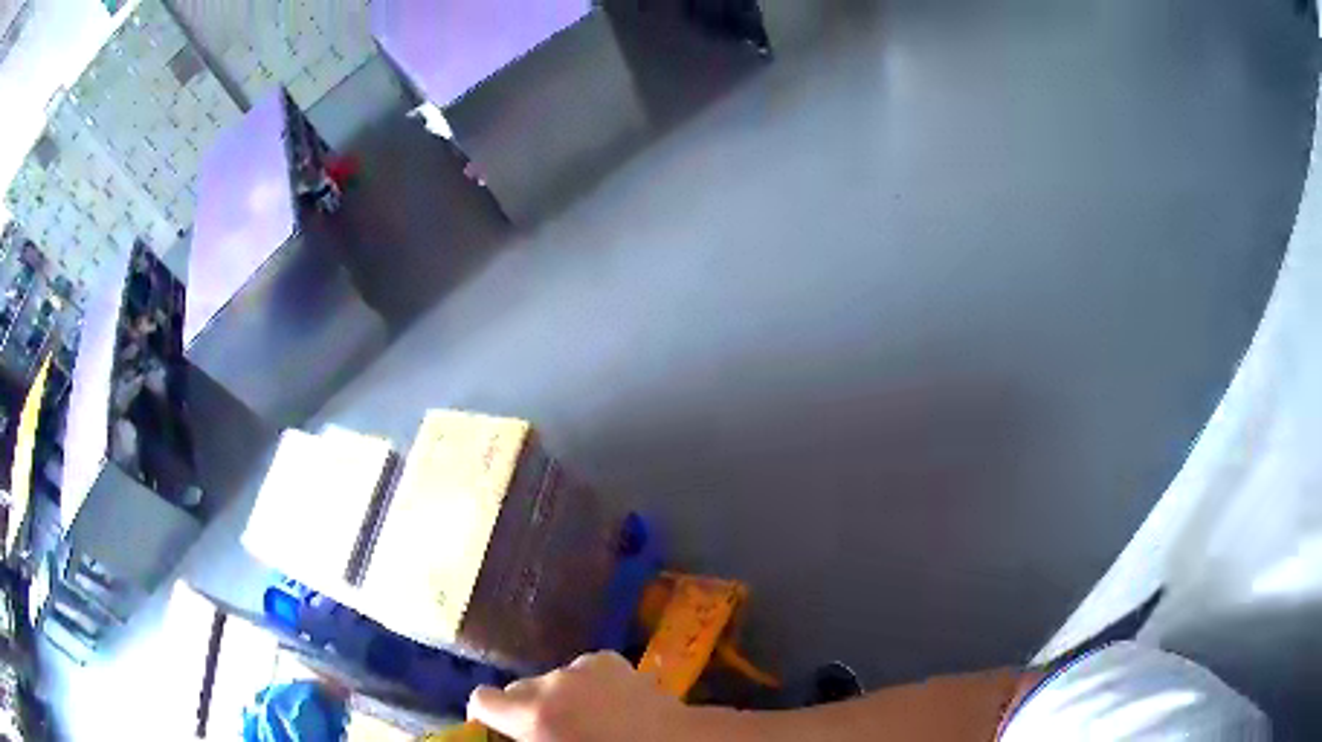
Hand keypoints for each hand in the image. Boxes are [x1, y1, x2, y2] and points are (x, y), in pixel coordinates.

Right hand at [467, 652, 698, 741]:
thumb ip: (527, 737)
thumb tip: (514, 734)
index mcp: (532, 716)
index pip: (481, 699)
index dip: (485, 714)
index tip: (496, 728)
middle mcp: (549, 685)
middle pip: (517, 688)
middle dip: (525, 707)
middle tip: (548, 730)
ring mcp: (580, 668)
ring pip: (551, 679)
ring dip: (559, 696)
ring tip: (586, 716)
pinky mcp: (607, 659)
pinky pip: (582, 671)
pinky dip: (587, 683)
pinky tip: (610, 700)